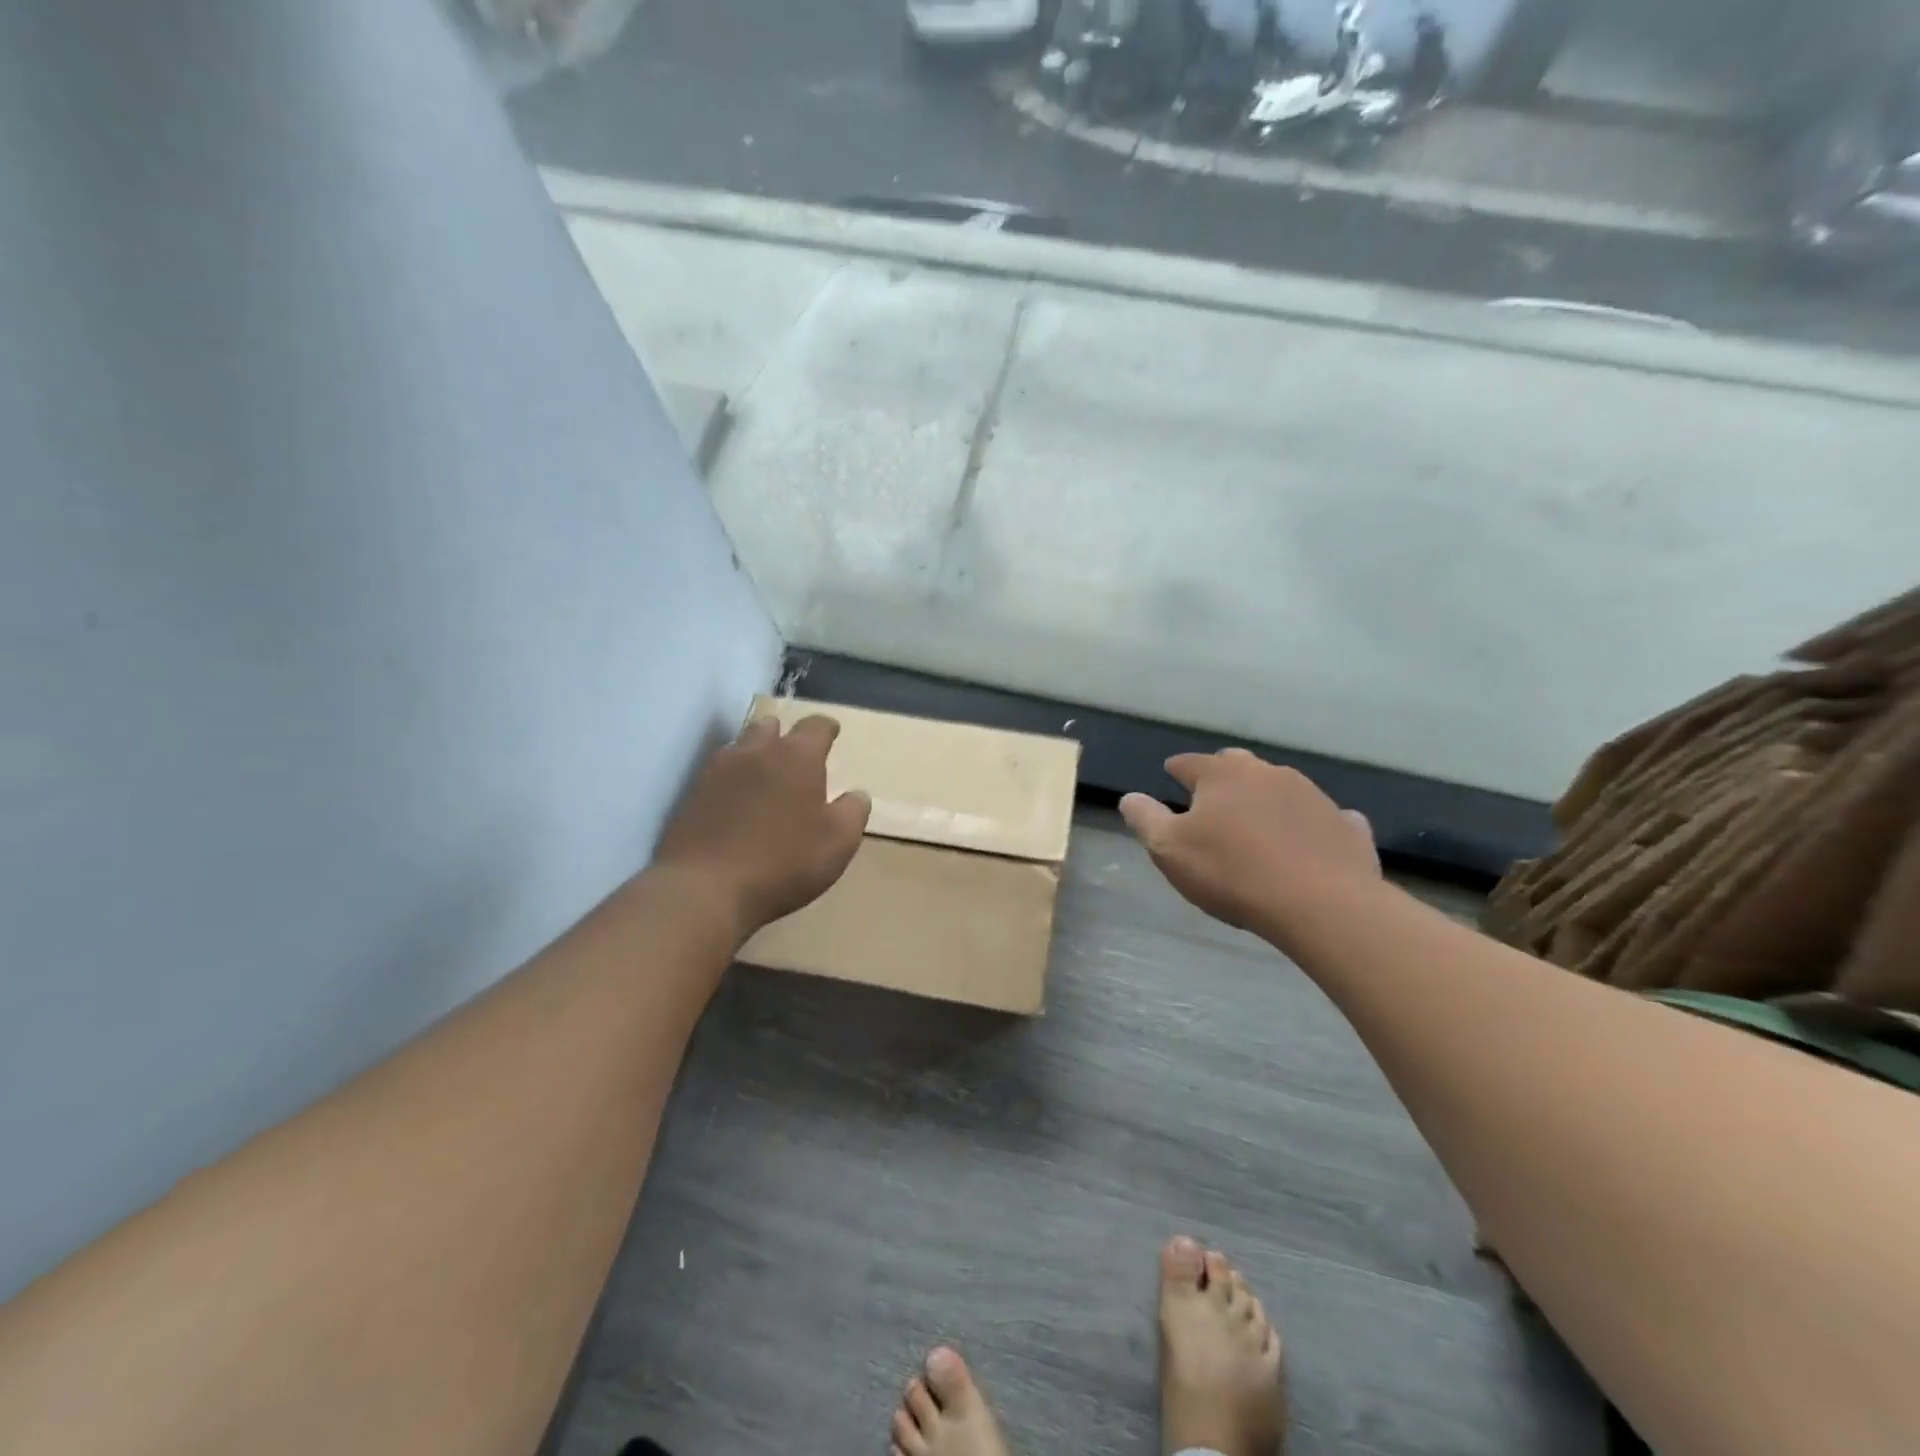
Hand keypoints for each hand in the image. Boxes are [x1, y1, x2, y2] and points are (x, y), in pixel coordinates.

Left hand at [654, 714, 870, 945]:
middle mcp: (755, 752)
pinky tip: (737, 801)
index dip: (826, 728)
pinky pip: (718, 773)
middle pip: (771, 727)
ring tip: (766, 775)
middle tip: (796, 755)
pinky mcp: (692, 795)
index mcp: (796, 757)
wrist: (704, 890)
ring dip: (756, 753)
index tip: (832, 733)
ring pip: (741, 746)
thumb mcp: (838, 843)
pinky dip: (732, 779)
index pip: (815, 725)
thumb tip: (857, 795)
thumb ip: (853, 812)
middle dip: (785, 735)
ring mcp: (718, 771)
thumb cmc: (783, 862)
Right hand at [1119, 750, 1379, 940]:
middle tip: (1212, 797)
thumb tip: (1129, 798)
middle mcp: (1268, 773)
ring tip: (1256, 822)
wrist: (1322, 904)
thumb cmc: (1232, 873)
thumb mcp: (1169, 850)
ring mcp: (1312, 795)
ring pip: (1280, 787)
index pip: (1190, 763)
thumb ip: (1145, 819)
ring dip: (1265, 798)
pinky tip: (1309, 839)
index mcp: (1222, 775)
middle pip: (1238, 764)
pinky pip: (1323, 816)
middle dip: (1222, 775)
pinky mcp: (1345, 825)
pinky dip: (1309, 823)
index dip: (1177, 769)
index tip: (1170, 773)